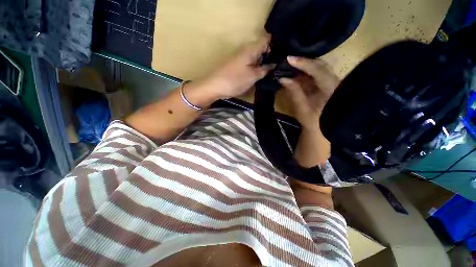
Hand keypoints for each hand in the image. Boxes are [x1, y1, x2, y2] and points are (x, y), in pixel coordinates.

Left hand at [204, 36, 275, 99]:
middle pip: (262, 48)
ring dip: (264, 62)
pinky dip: (256, 67)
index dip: (276, 44)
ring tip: (273, 70)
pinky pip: (250, 63)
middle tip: (280, 65)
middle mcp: (246, 50)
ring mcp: (241, 58)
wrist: (215, 86)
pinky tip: (261, 73)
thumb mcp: (253, 76)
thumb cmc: (235, 80)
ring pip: (256, 57)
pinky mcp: (238, 65)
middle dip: (271, 55)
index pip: (267, 39)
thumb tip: (274, 64)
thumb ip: (265, 70)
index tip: (283, 53)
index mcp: (251, 49)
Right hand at [279, 57, 339, 130]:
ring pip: (318, 68)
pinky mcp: (327, 84)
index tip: (289, 58)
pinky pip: (317, 73)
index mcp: (330, 88)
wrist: (324, 128)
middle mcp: (334, 81)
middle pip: (320, 65)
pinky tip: (297, 73)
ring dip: (304, 66)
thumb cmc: (313, 121)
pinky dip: (306, 72)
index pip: (318, 70)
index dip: (303, 63)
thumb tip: (283, 78)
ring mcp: (331, 82)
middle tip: (288, 61)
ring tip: (290, 66)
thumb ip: (294, 92)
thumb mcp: (301, 108)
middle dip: (303, 62)